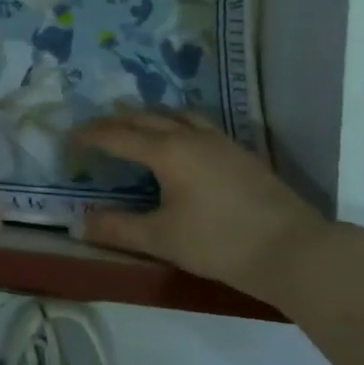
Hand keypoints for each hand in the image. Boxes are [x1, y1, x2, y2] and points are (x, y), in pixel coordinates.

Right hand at [72, 108, 329, 292]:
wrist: (294, 249)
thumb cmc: (221, 243)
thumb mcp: (162, 239)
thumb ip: (118, 229)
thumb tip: (79, 222)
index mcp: (167, 151)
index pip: (118, 135)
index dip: (91, 136)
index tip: (69, 139)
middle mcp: (191, 136)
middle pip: (145, 117)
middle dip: (115, 121)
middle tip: (94, 129)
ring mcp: (219, 141)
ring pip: (175, 115)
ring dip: (148, 116)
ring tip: (134, 123)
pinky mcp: (239, 153)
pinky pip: (196, 124)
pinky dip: (175, 123)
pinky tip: (180, 141)